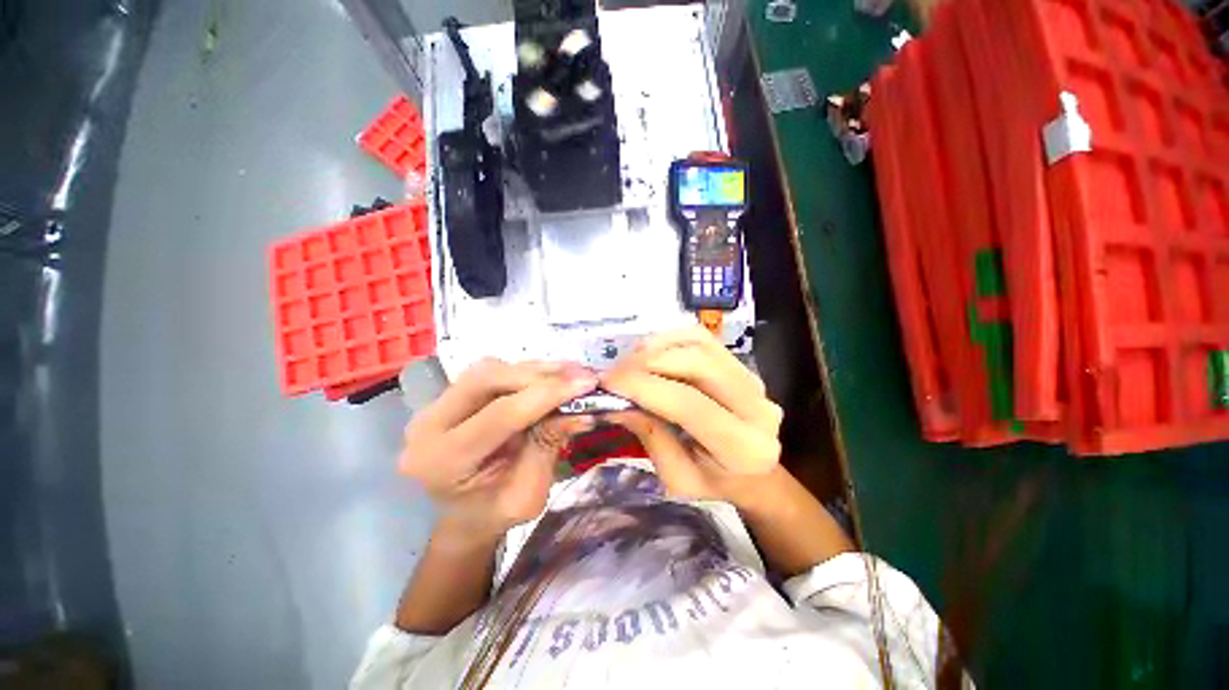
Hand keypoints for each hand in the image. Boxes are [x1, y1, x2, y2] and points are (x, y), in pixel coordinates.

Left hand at [400, 359, 597, 540]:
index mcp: (444, 462)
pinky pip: (491, 372)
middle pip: (488, 378)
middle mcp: (428, 425)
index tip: (587, 384)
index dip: (547, 394)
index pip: (501, 414)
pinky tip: (550, 377)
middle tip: (580, 375)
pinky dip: (525, 372)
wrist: (464, 515)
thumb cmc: (495, 513)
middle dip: (540, 375)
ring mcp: (434, 406)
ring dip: (535, 370)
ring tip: (571, 373)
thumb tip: (580, 409)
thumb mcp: (529, 493)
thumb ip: (549, 445)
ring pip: (489, 369)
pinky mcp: (449, 395)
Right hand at [601, 326, 783, 507]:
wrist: (749, 472)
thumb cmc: (710, 480)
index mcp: (743, 449)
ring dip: (656, 348)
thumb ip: (650, 436)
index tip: (607, 382)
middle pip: (697, 363)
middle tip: (614, 372)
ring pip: (699, 345)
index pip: (688, 405)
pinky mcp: (742, 364)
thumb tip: (617, 401)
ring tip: (629, 364)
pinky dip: (670, 339)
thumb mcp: (675, 476)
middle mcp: (759, 408)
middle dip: (646, 362)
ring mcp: (753, 380)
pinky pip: (702, 338)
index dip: (643, 386)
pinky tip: (650, 352)